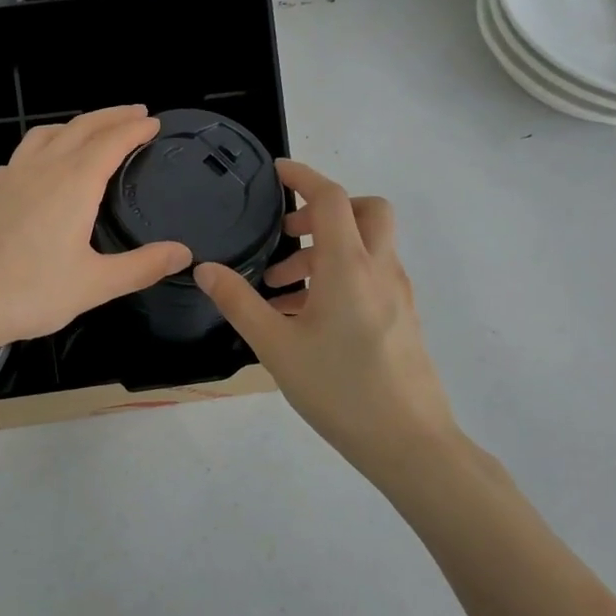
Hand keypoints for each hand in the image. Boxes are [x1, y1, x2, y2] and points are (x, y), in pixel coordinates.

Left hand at [0, 105, 192, 357]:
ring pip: (46, 134)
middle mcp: (42, 169)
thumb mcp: (95, 285)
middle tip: (135, 112)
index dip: (135, 128)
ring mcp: (10, 177)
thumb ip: (142, 266)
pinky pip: (21, 154)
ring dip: (74, 124)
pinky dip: (42, 146)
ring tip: (91, 129)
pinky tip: (40, 165)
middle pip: (80, 128)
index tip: (154, 122)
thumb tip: (184, 252)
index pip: (111, 142)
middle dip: (111, 116)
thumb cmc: (30, 293)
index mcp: (73, 184)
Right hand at [194, 160, 460, 482]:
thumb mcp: (275, 346)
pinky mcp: (404, 317)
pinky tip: (310, 316)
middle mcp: (380, 270)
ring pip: (369, 245)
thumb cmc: (339, 389)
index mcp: (349, 267)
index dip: (303, 176)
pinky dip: (343, 273)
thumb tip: (205, 269)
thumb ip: (239, 302)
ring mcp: (398, 293)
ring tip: (283, 289)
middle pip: (366, 210)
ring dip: (328, 248)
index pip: (331, 198)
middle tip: (287, 234)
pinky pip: (373, 274)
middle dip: (325, 209)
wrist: (410, 443)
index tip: (276, 172)